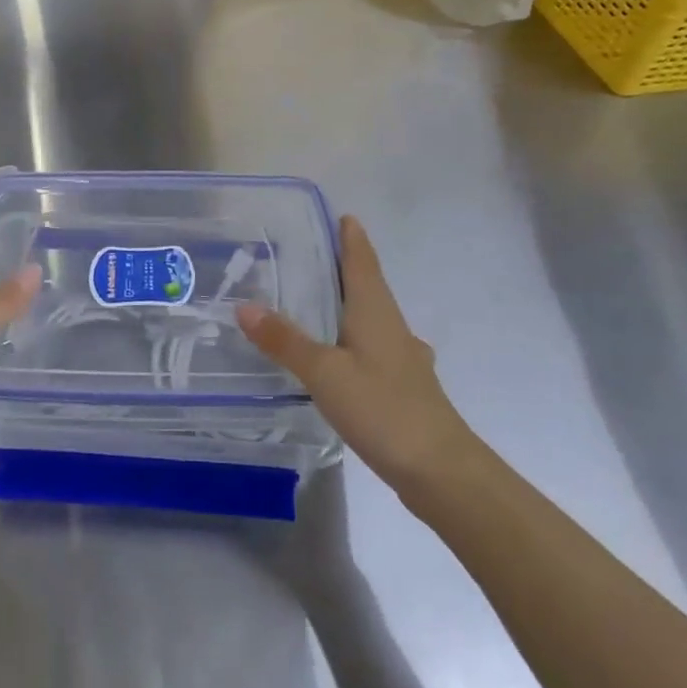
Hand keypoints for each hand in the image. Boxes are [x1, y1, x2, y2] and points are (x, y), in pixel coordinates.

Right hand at [237, 216, 478, 495]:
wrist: (442, 471)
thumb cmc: (383, 408)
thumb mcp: (324, 373)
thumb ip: (285, 340)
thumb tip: (244, 305)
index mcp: (375, 311)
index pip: (362, 261)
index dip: (352, 238)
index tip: (342, 216)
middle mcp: (393, 327)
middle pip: (368, 286)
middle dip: (346, 268)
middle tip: (312, 256)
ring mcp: (403, 359)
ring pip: (373, 319)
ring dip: (351, 304)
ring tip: (320, 303)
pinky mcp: (404, 388)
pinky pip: (374, 348)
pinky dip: (354, 340)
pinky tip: (343, 358)